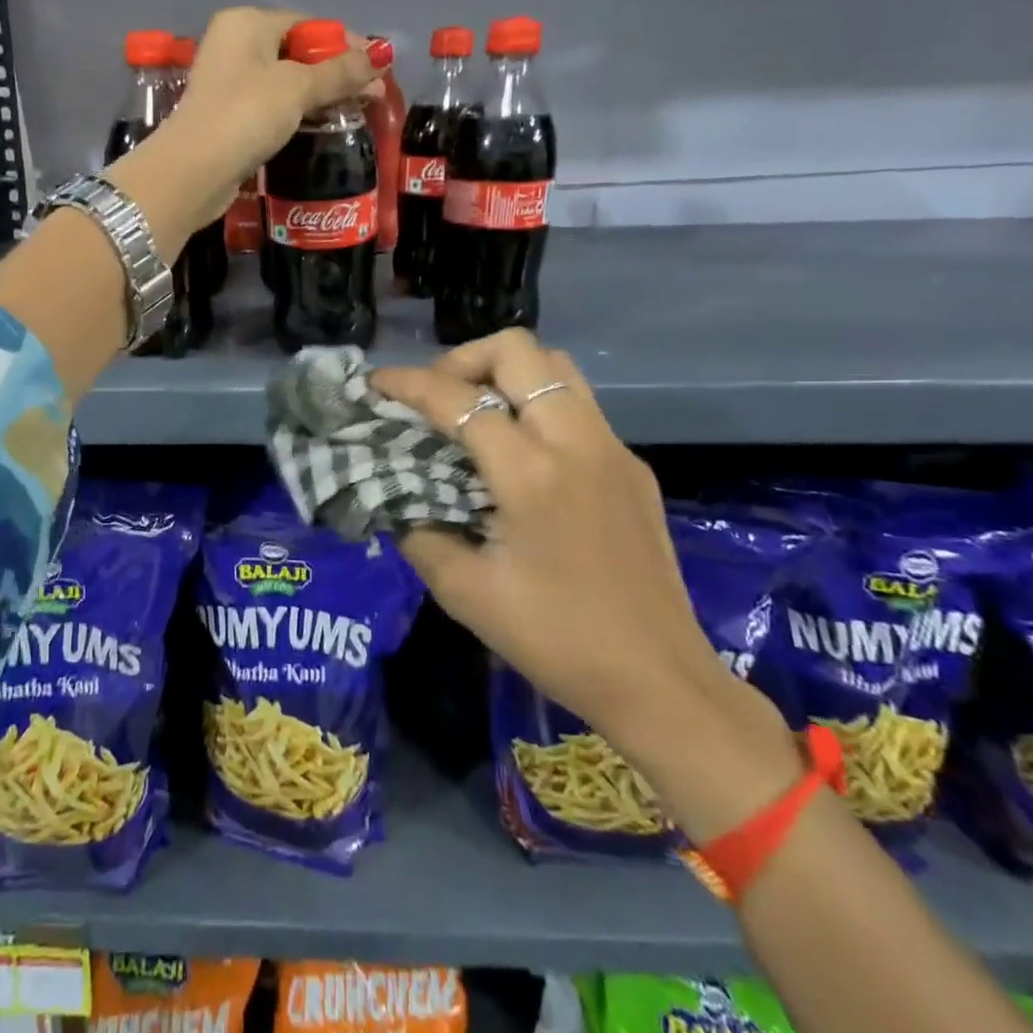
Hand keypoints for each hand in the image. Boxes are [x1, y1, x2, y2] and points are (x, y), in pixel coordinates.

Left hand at [170, 8, 384, 215]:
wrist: (194, 171)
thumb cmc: (246, 115)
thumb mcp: (298, 88)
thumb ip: (340, 72)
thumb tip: (382, 55)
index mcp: (246, 23)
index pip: (306, 24)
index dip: (345, 44)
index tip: (377, 69)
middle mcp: (233, 46)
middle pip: (296, 53)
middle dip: (336, 73)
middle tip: (372, 96)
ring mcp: (228, 84)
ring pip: (285, 83)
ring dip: (319, 96)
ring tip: (354, 113)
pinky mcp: (227, 118)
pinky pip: (271, 108)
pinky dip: (296, 114)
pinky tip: (320, 127)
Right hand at [369, 329, 742, 751]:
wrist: (659, 681)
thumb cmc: (555, 640)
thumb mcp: (463, 592)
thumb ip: (418, 531)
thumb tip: (396, 497)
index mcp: (531, 473)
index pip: (457, 399)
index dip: (405, 383)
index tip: (373, 385)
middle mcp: (576, 442)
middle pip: (519, 351)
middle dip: (462, 360)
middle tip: (436, 398)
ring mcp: (612, 449)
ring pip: (556, 366)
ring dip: (505, 373)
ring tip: (473, 412)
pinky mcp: (632, 467)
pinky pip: (578, 405)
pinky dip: (536, 404)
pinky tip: (519, 453)